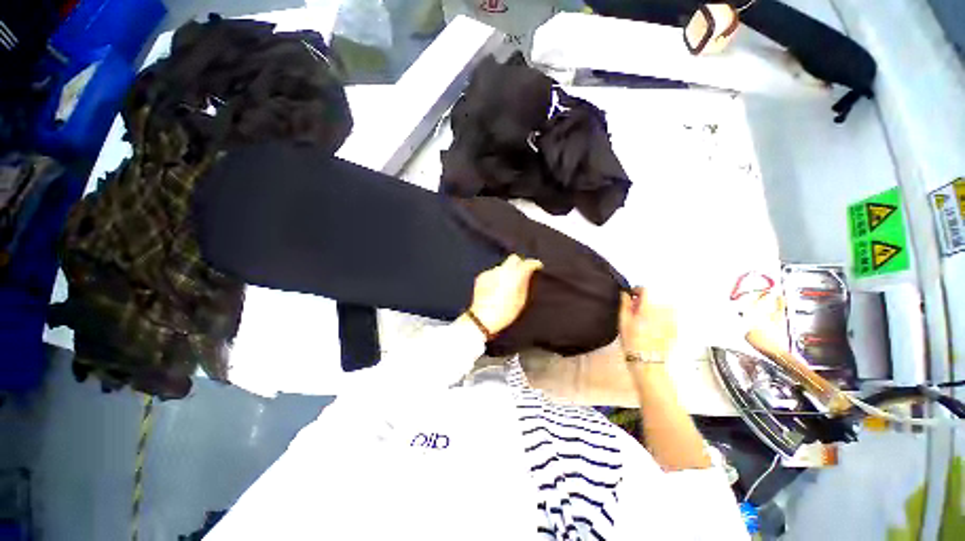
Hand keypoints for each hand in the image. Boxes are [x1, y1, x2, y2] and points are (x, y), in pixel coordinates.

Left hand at [467, 254, 543, 335]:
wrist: (482, 319)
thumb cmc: (504, 313)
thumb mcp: (520, 300)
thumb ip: (525, 283)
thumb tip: (528, 273)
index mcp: (513, 276)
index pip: (526, 263)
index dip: (533, 264)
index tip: (537, 266)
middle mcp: (501, 270)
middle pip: (513, 259)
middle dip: (520, 263)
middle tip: (523, 273)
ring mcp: (490, 272)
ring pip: (503, 266)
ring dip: (508, 271)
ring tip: (508, 284)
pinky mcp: (481, 276)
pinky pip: (493, 272)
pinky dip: (497, 277)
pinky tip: (497, 288)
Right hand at [619, 287, 677, 360]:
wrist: (647, 363)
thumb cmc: (633, 342)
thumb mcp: (623, 322)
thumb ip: (625, 304)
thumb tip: (626, 293)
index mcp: (649, 308)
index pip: (645, 290)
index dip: (636, 291)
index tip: (631, 297)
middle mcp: (663, 311)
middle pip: (653, 299)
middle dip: (644, 303)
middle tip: (634, 313)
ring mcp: (671, 320)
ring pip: (661, 307)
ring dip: (652, 310)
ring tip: (644, 321)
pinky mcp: (675, 328)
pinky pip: (667, 317)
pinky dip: (660, 318)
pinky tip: (652, 328)